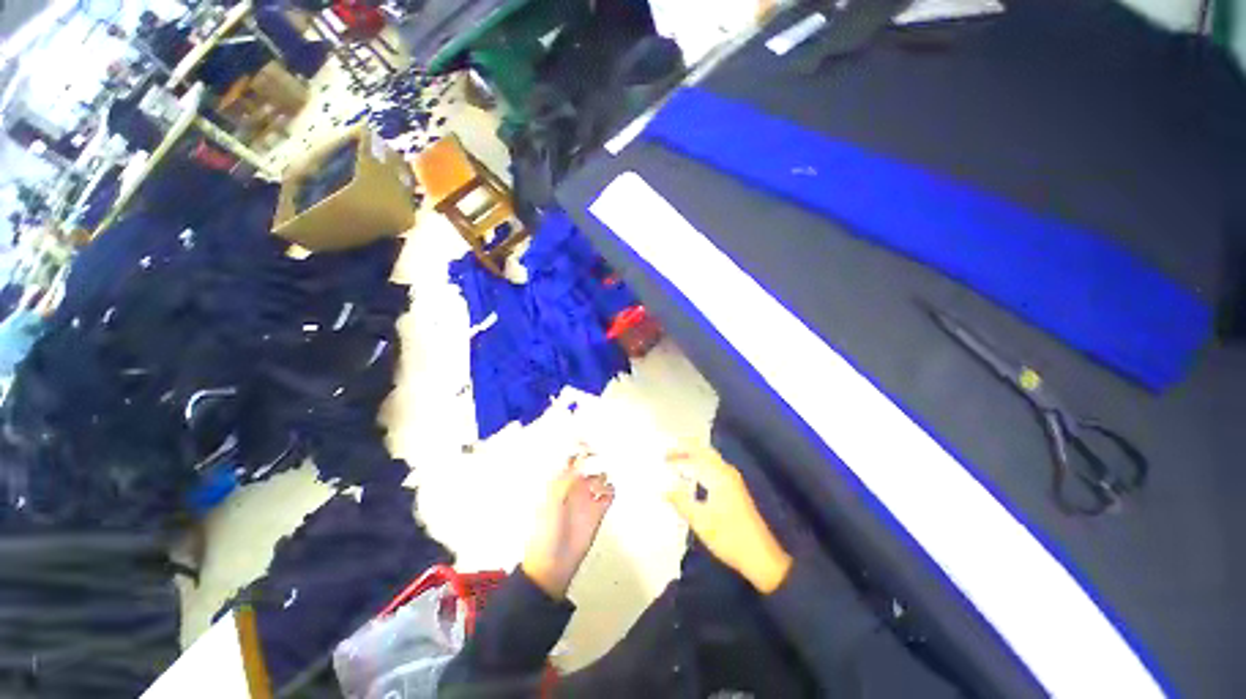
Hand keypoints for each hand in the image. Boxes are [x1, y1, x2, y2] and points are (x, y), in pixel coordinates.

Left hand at [522, 453, 615, 598]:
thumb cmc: (546, 532)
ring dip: (603, 473)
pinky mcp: (598, 510)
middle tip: (598, 454)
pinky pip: (609, 493)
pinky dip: (611, 489)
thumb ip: (566, 480)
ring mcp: (587, 497)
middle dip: (593, 456)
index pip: (569, 458)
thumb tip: (580, 461)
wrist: (553, 563)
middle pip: (588, 464)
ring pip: (600, 476)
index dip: (576, 447)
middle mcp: (574, 486)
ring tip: (601, 478)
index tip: (585, 440)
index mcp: (558, 482)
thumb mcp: (552, 501)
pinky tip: (606, 492)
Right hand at [665, 446, 792, 593]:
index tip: (662, 455)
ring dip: (693, 457)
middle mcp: (726, 473)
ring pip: (710, 460)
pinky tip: (692, 476)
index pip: (696, 455)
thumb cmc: (729, 537)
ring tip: (676, 462)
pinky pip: (714, 468)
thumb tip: (664, 489)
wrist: (761, 557)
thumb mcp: (700, 521)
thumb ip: (681, 502)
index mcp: (718, 476)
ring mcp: (732, 480)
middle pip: (704, 452)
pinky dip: (700, 466)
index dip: (679, 452)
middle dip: (686, 450)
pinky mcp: (734, 489)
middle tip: (668, 454)